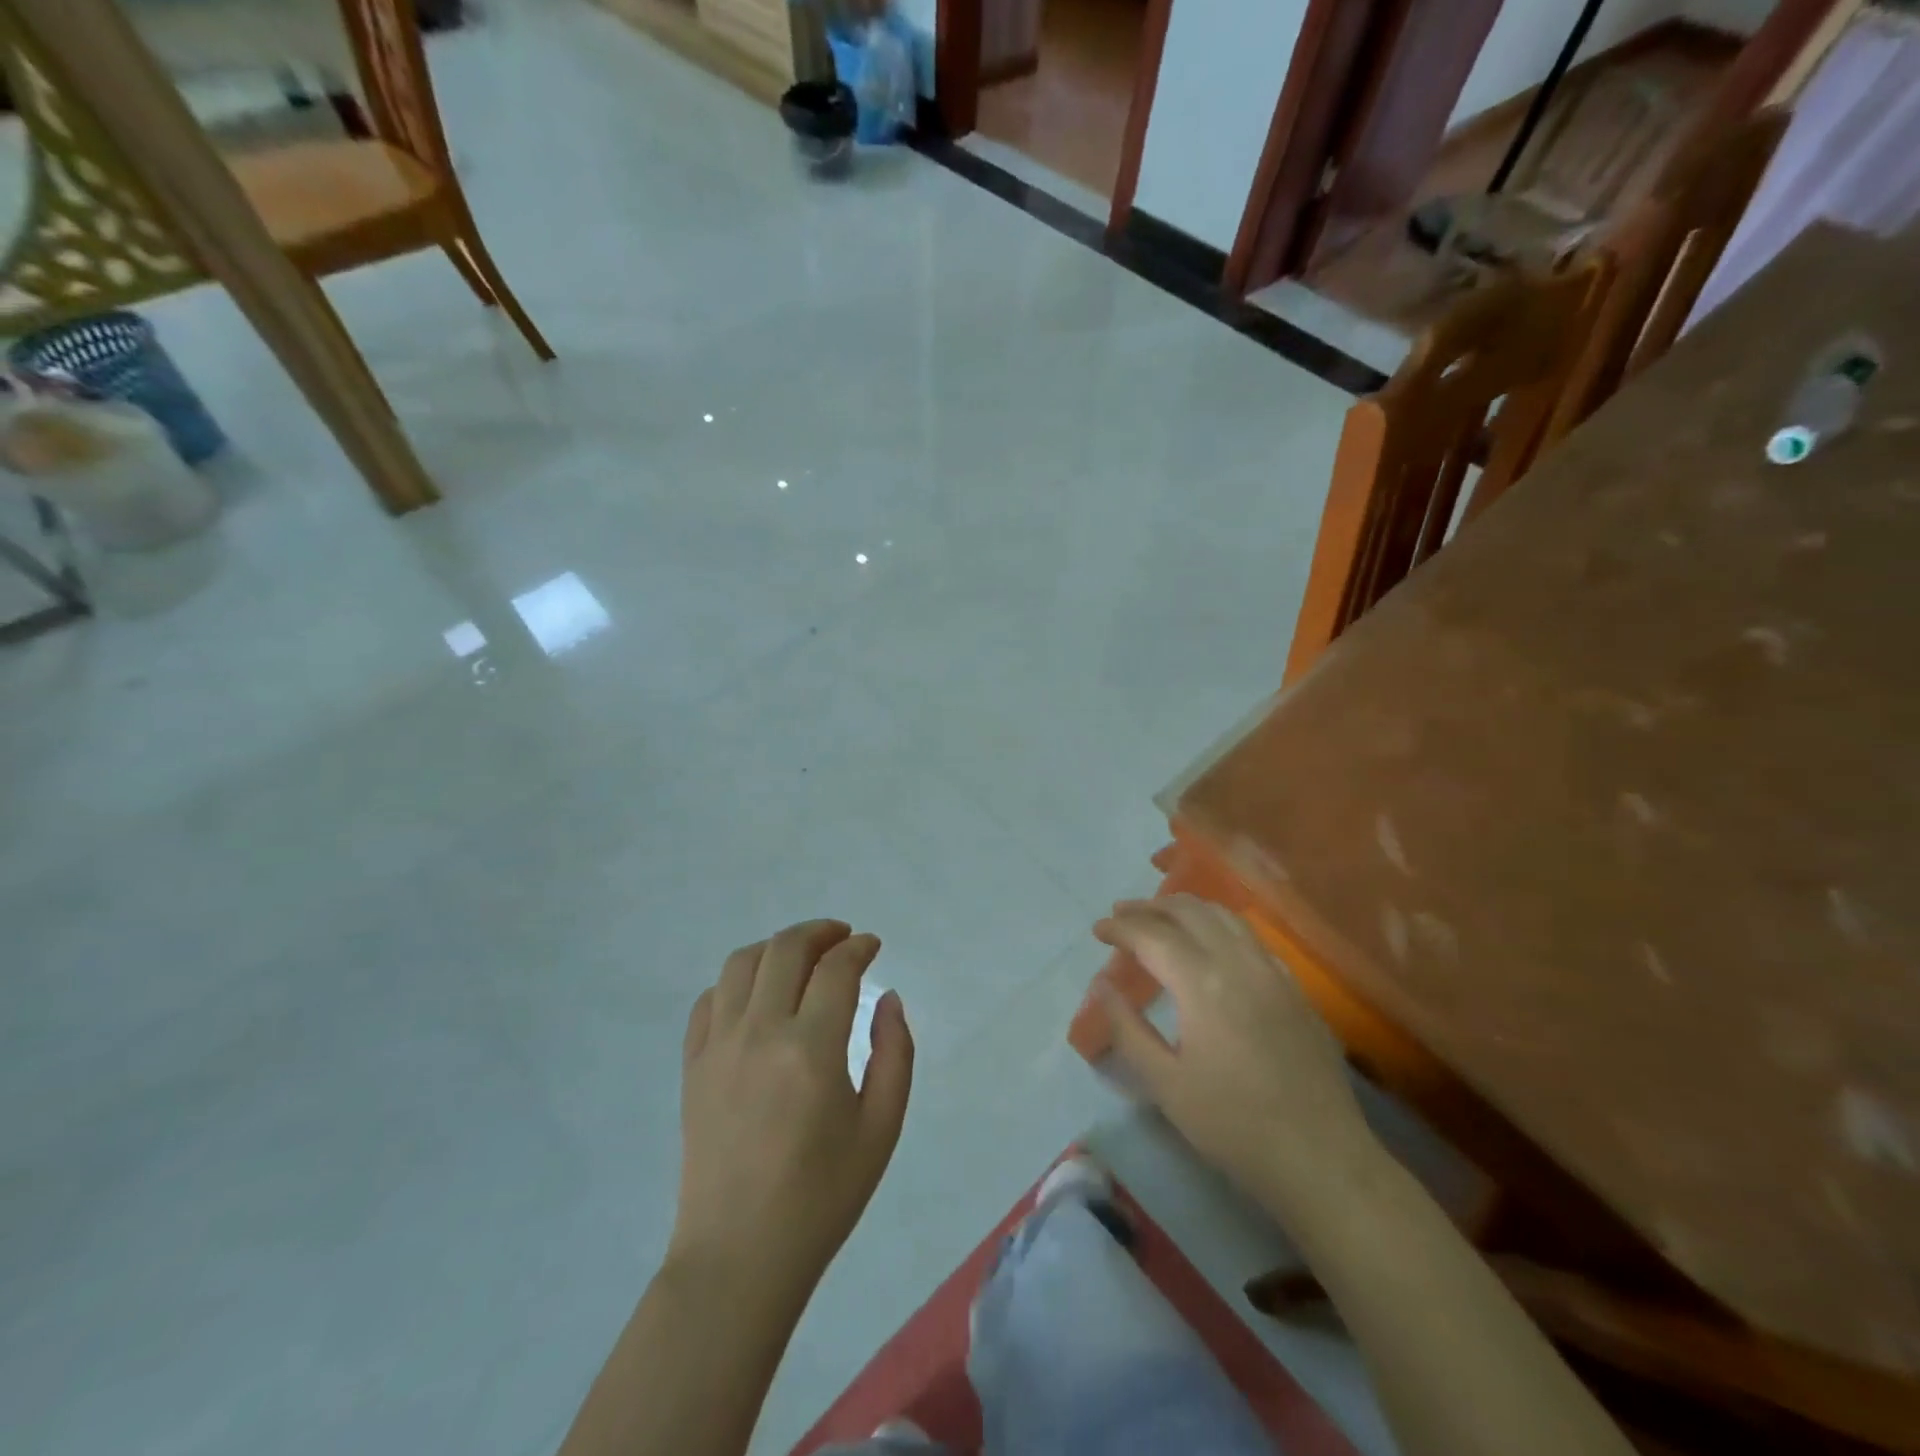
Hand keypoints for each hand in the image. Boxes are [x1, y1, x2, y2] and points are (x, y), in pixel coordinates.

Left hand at [670, 920, 912, 1295]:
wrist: (740, 1255)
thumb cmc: (822, 1196)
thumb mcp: (881, 1128)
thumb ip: (895, 1053)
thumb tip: (888, 999)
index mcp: (811, 1049)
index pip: (836, 969)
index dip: (858, 947)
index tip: (872, 946)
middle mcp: (760, 1032)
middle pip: (786, 949)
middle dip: (820, 932)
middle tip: (842, 939)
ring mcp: (718, 1046)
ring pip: (742, 962)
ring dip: (777, 947)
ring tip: (801, 958)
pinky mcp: (692, 1065)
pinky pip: (710, 999)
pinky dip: (737, 981)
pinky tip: (758, 996)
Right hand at [1095, 895, 1375, 1205]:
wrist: (1321, 1160)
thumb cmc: (1234, 1126)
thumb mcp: (1165, 1085)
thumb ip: (1128, 1030)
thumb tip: (1103, 986)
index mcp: (1203, 984)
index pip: (1152, 935)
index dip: (1121, 927)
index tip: (1098, 930)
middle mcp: (1239, 963)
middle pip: (1190, 912)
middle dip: (1150, 907)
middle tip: (1122, 914)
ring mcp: (1274, 973)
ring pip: (1225, 916)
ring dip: (1187, 909)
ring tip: (1161, 917)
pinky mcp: (1296, 989)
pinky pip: (1251, 937)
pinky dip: (1220, 925)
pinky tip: (1212, 944)